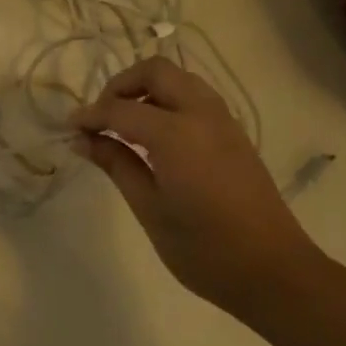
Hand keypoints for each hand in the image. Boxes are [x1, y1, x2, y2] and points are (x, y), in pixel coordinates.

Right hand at [71, 57, 319, 308]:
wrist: (275, 273)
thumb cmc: (204, 249)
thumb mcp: (149, 208)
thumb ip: (116, 165)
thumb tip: (82, 139)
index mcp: (177, 134)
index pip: (120, 109)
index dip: (90, 115)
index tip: (70, 128)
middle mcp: (202, 115)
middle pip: (155, 71)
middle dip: (121, 86)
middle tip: (101, 118)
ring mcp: (223, 122)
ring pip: (179, 79)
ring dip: (147, 90)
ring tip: (125, 125)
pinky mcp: (234, 134)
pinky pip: (195, 97)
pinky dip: (168, 101)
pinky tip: (155, 137)